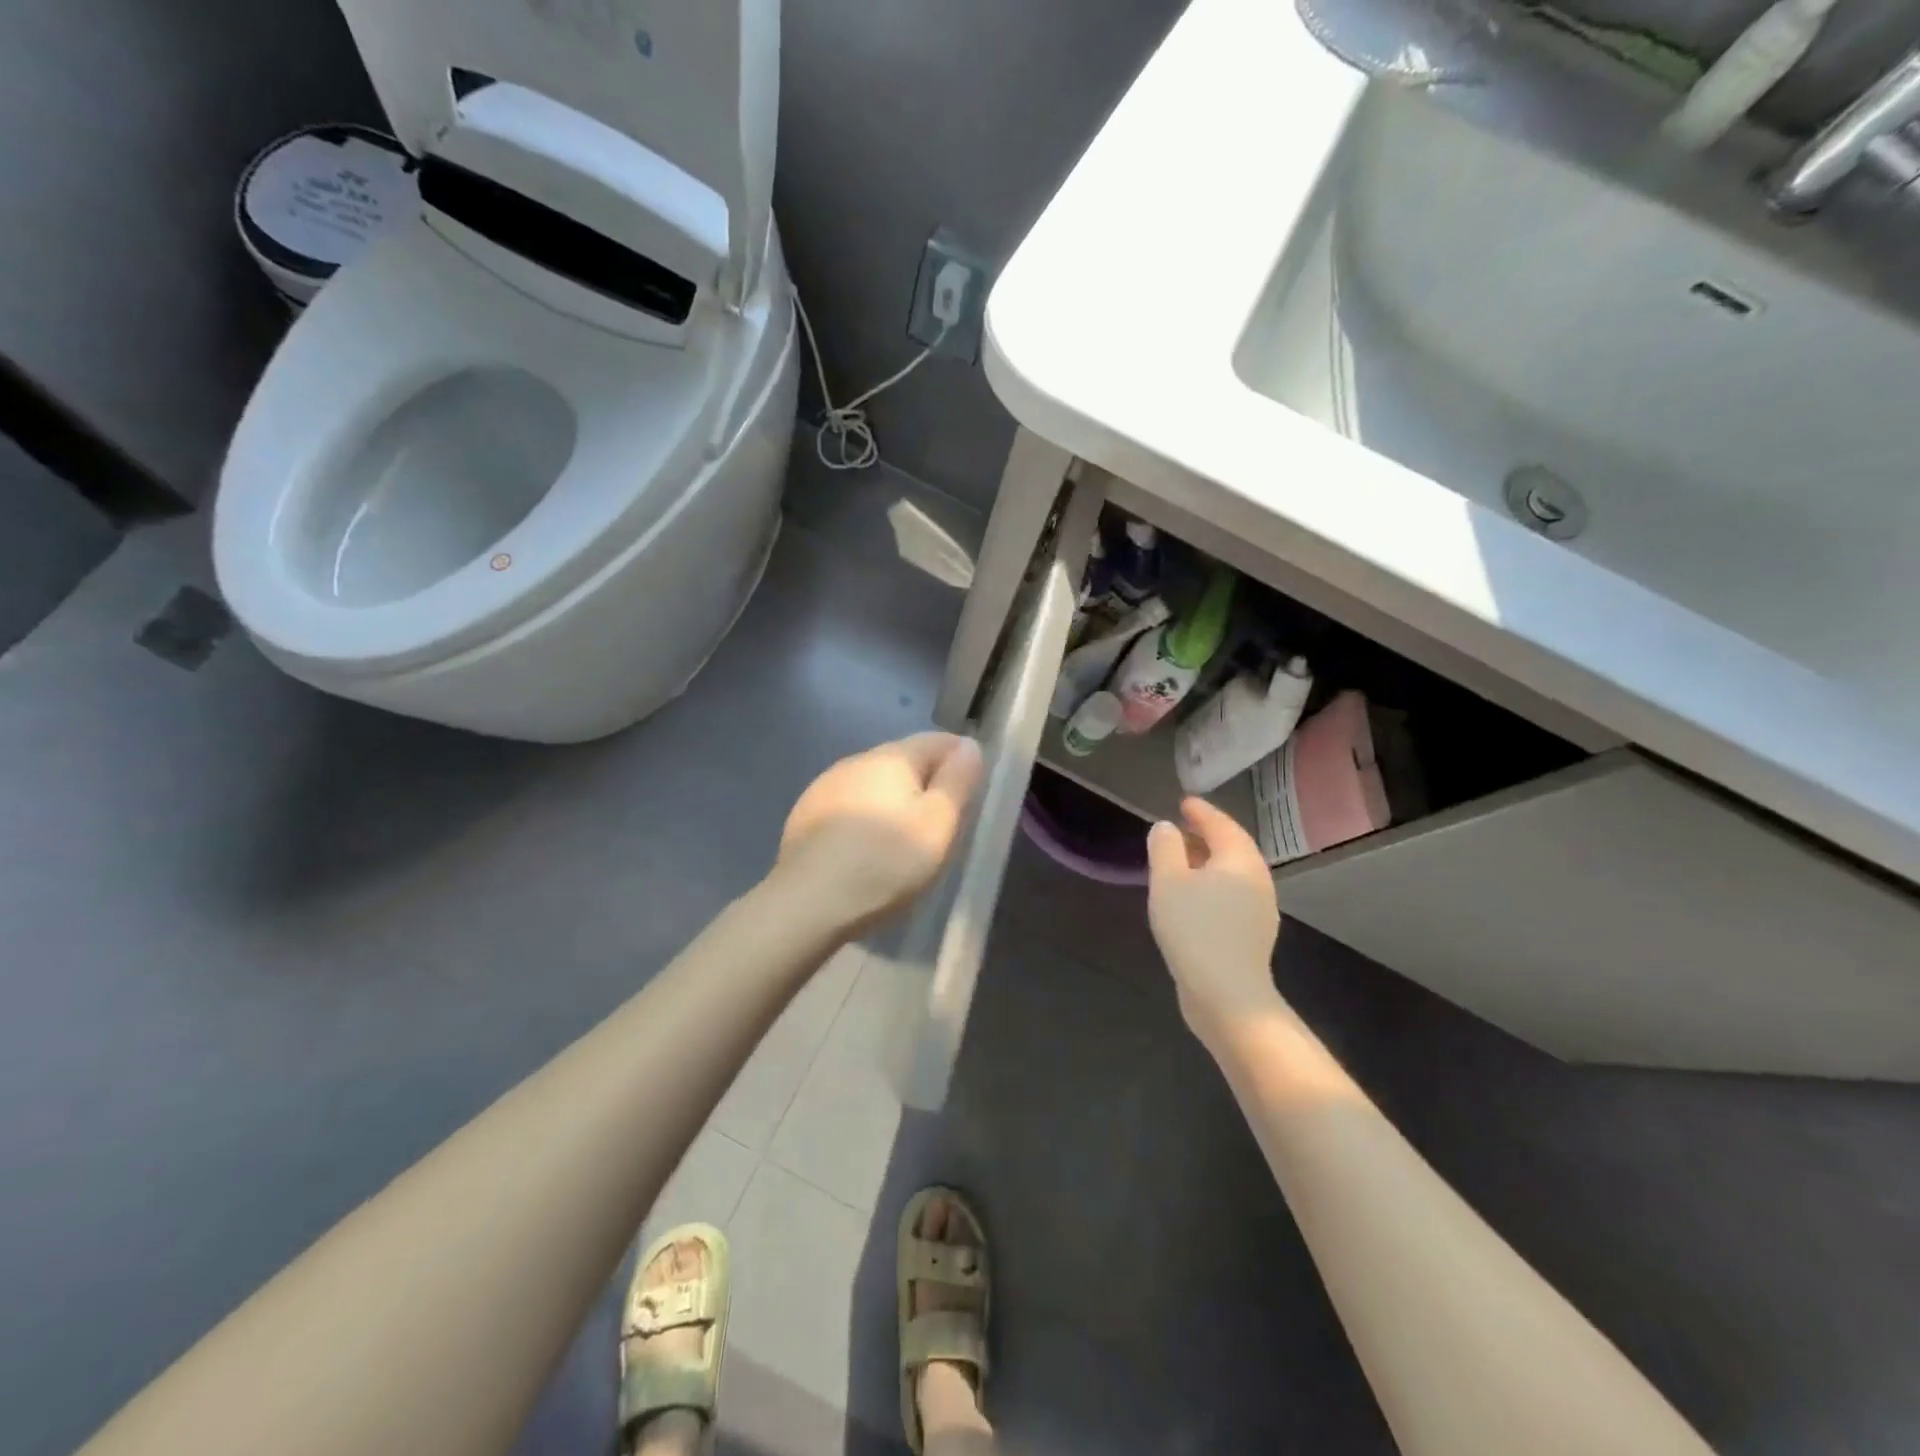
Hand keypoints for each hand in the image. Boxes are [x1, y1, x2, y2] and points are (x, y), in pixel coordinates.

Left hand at [775, 733, 983, 932]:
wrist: (808, 904)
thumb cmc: (886, 862)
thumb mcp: (939, 823)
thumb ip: (958, 780)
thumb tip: (968, 745)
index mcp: (891, 757)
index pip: (937, 741)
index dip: (960, 760)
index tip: (971, 793)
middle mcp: (855, 760)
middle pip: (903, 761)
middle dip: (926, 783)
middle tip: (942, 824)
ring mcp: (824, 787)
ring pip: (873, 784)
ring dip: (893, 802)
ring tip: (903, 841)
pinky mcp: (804, 816)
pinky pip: (848, 807)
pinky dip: (865, 819)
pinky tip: (865, 851)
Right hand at [1147, 798, 1285, 1048]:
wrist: (1228, 996)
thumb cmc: (1195, 930)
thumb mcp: (1168, 882)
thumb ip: (1165, 848)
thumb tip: (1166, 827)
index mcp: (1239, 860)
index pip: (1221, 824)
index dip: (1201, 811)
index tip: (1184, 802)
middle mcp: (1256, 879)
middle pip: (1232, 847)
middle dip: (1207, 834)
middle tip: (1182, 826)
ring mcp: (1258, 909)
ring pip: (1232, 873)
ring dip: (1208, 861)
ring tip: (1182, 859)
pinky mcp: (1251, 935)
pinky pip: (1230, 895)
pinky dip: (1211, 884)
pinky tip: (1192, 896)